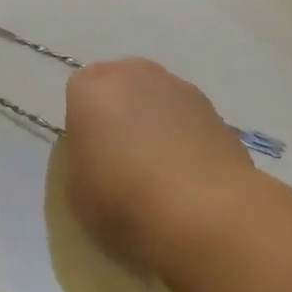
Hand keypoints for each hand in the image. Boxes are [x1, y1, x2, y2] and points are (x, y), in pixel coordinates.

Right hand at [62, 58, 254, 273]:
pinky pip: (186, 118)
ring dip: (153, 121)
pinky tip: (186, 174)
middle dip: (118, 111)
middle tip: (120, 155)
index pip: (78, 91)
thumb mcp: (75, 190)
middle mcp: (136, 76)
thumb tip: (101, 151)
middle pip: (120, 85)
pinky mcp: (216, 112)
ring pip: (156, 98)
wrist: (204, 215)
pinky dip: (183, 136)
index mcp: (92, 90)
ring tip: (158, 168)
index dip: (83, 121)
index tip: (90, 153)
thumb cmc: (123, 202)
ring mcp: (182, 90)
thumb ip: (83, 157)